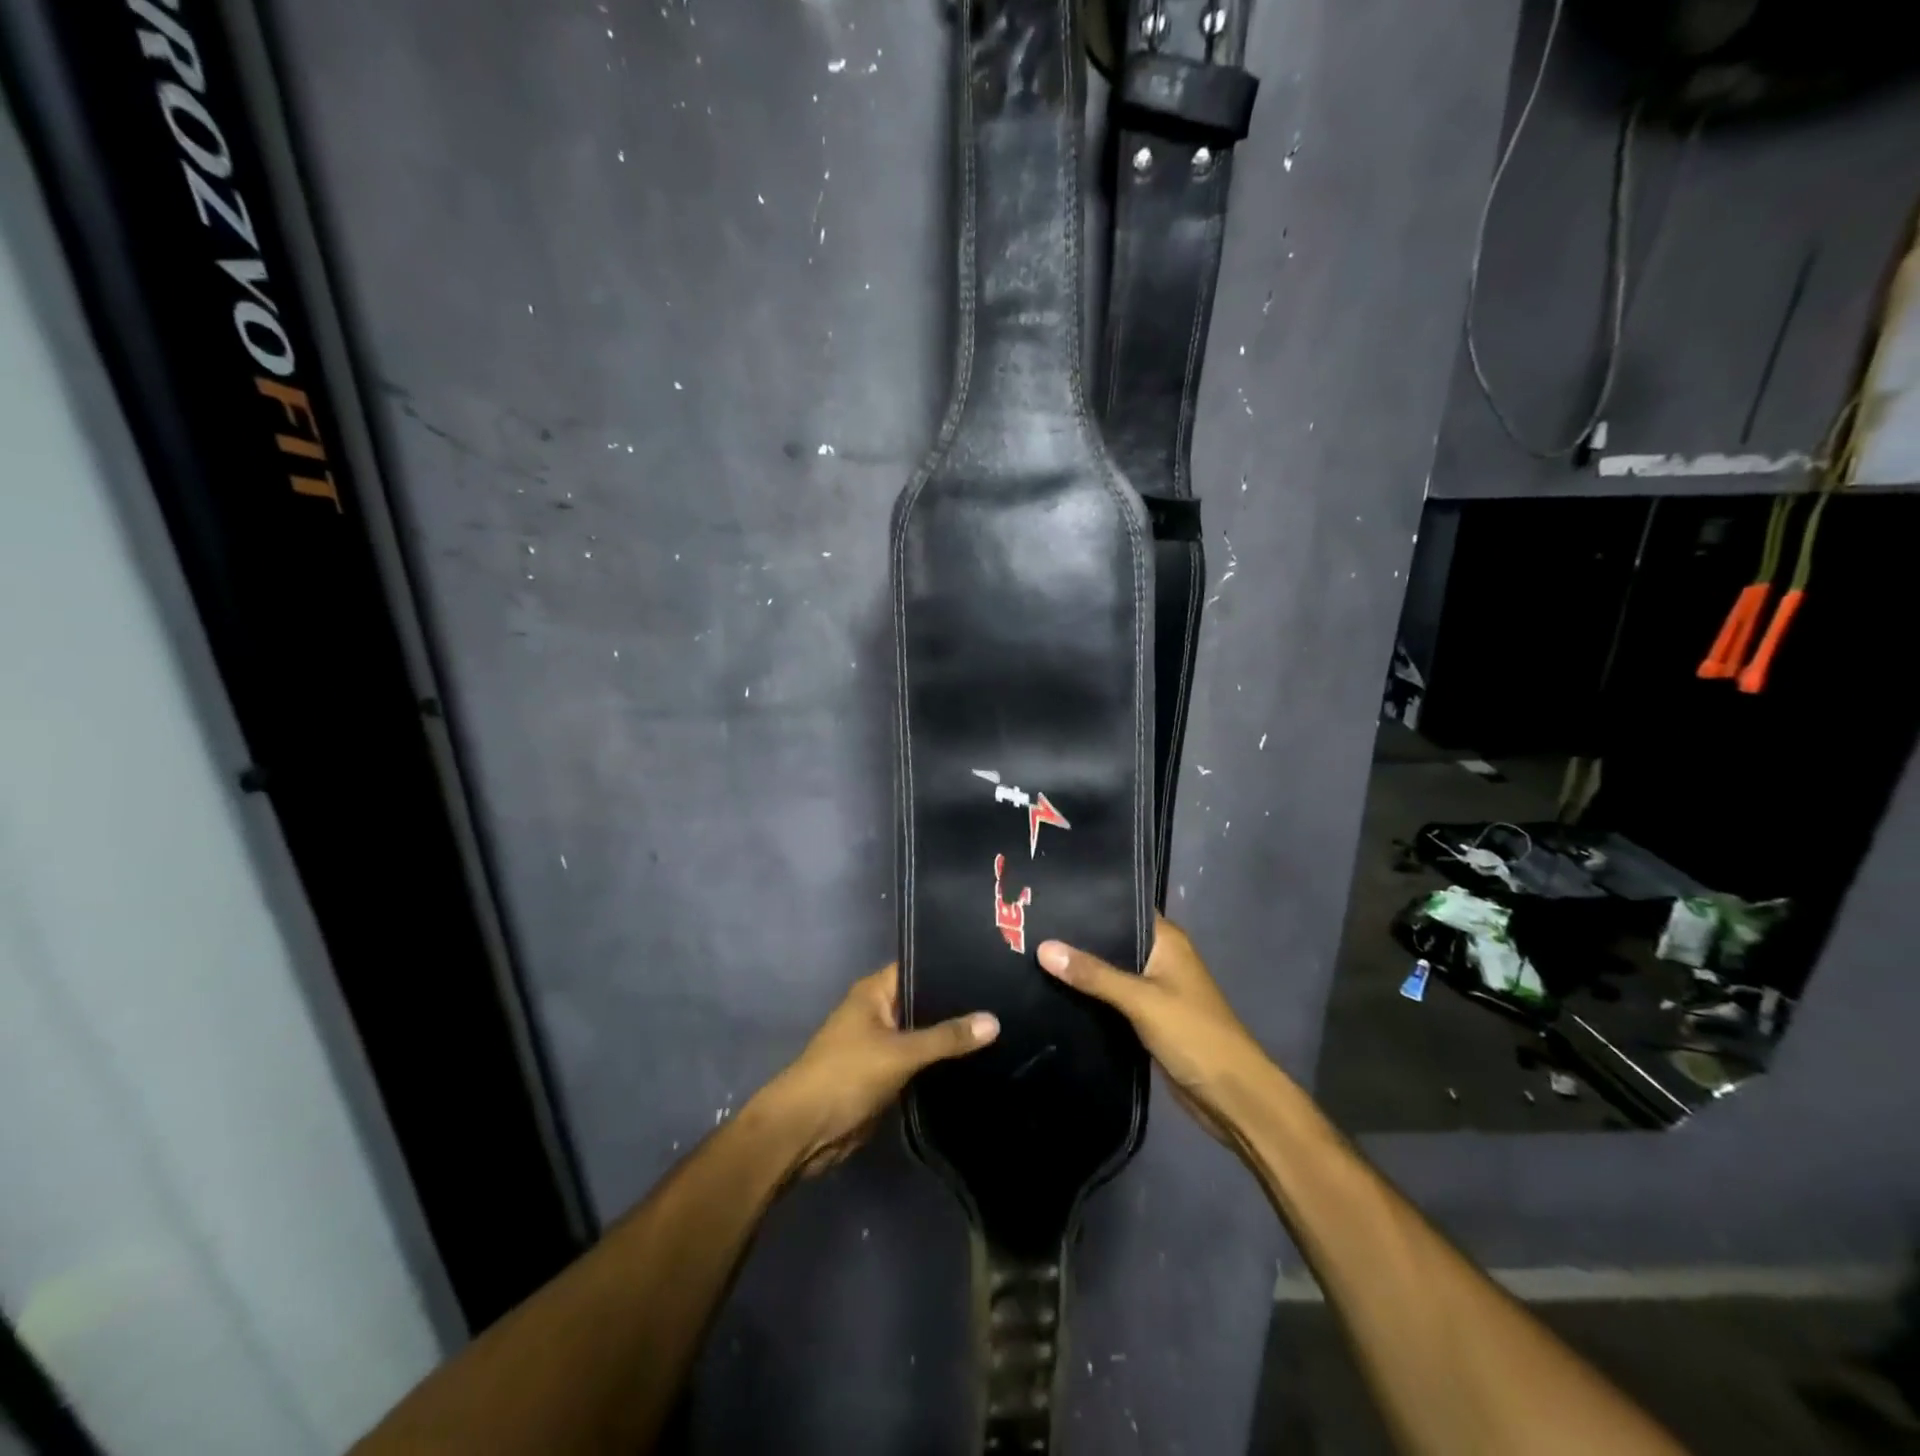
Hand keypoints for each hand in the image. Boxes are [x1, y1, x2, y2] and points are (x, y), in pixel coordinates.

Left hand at [760, 964, 997, 1178]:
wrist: (805, 1131)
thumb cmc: (846, 1075)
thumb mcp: (900, 1053)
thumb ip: (947, 1037)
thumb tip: (994, 1020)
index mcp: (875, 992)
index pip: (919, 967)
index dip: (951, 967)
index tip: (991, 966)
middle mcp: (879, 1011)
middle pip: (925, 1002)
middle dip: (958, 1005)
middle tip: (1005, 1000)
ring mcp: (882, 1044)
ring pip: (924, 1034)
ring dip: (951, 1037)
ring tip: (1002, 1027)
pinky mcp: (887, 1074)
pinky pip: (920, 1061)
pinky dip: (941, 1062)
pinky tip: (977, 1061)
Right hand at [1037, 916, 1267, 1143]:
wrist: (1231, 1096)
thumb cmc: (1194, 1034)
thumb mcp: (1141, 1000)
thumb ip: (1094, 974)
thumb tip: (1043, 947)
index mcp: (1167, 941)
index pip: (1123, 908)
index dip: (1089, 903)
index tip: (1048, 898)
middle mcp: (1160, 958)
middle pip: (1112, 940)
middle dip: (1077, 938)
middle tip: (1028, 927)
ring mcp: (1154, 989)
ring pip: (1110, 971)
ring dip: (1082, 970)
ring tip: (1032, 954)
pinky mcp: (1147, 1018)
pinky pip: (1112, 999)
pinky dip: (1090, 996)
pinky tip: (1055, 991)